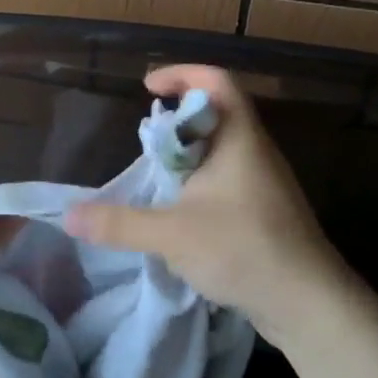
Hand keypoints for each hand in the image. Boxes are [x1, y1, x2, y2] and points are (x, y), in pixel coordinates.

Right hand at [64, 65, 359, 343]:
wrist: (308, 303)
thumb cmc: (243, 249)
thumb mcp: (171, 234)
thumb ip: (119, 223)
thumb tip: (69, 216)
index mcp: (239, 138)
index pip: (216, 81)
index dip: (182, 74)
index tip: (148, 88)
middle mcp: (255, 151)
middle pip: (217, 113)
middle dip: (178, 119)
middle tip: (146, 139)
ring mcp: (264, 182)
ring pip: (221, 149)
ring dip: (188, 154)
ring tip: (156, 177)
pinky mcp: (265, 211)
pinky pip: (228, 179)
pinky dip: (199, 182)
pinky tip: (181, 213)